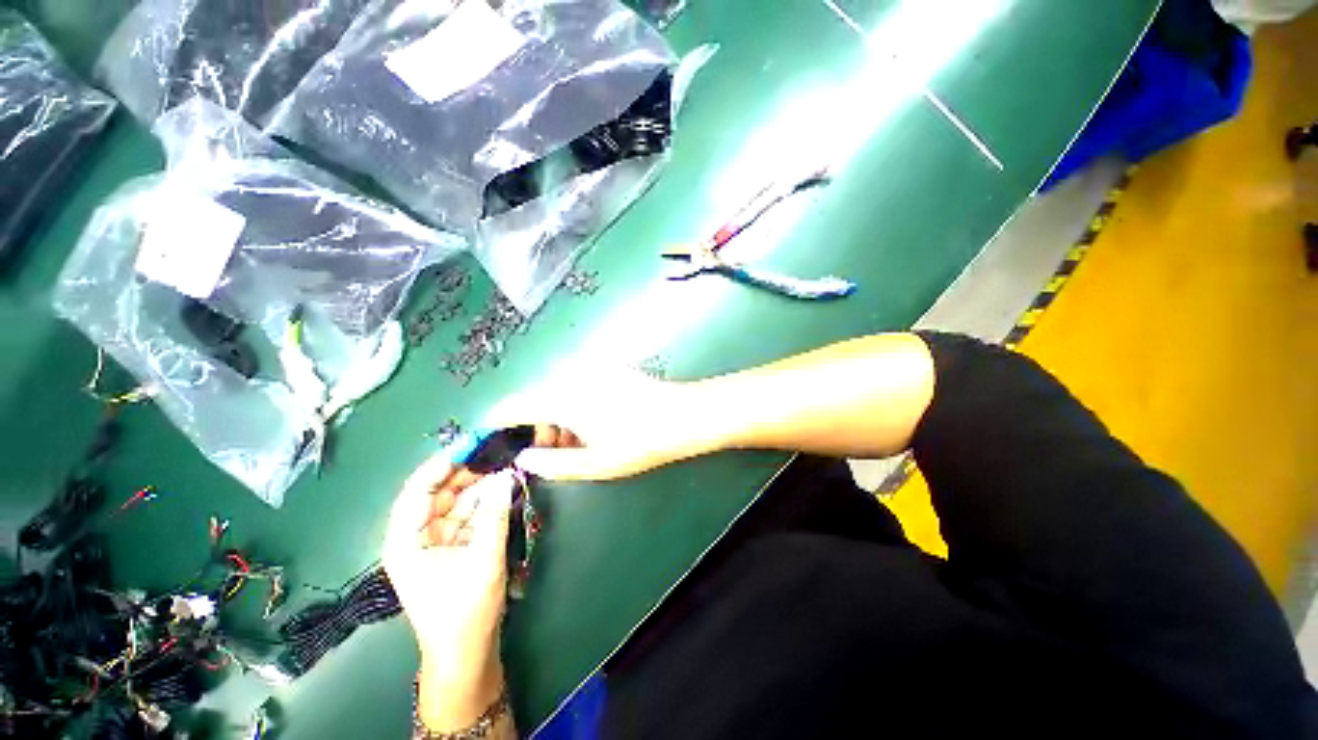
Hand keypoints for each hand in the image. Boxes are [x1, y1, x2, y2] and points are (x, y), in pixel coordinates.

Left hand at [383, 461, 512, 730]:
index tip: (472, 443)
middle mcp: (417, 535)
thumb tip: (506, 476)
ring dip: (482, 482)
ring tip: (507, 460)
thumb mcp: (483, 561)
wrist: (467, 653)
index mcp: (406, 541)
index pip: (417, 490)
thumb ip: (494, 516)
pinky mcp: (456, 544)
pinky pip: (470, 512)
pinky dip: (487, 499)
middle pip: (440, 491)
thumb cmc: (465, 612)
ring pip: (458, 499)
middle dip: (468, 469)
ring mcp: (438, 539)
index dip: (443, 464)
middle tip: (498, 447)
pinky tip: (506, 484)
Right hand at [485, 364, 720, 480]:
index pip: (515, 405)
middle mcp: (572, 376)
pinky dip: (573, 404)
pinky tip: (591, 422)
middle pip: (536, 398)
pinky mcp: (607, 368)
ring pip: (557, 391)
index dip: (499, 422)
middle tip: (549, 451)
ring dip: (555, 415)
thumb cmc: (640, 443)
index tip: (493, 440)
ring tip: (574, 442)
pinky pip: (576, 384)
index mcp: (564, 398)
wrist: (683, 415)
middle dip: (535, 425)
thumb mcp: (595, 463)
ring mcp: (591, 369)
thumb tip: (524, 458)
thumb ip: (553, 463)